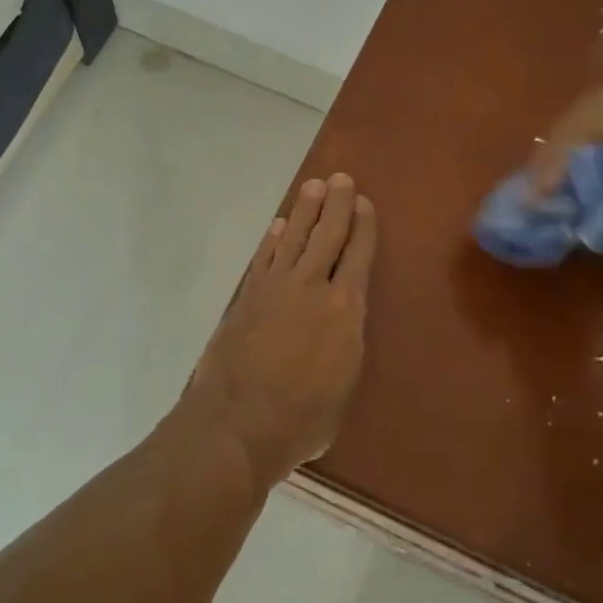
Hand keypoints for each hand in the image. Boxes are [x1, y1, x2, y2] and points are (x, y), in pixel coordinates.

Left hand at [186, 174, 377, 481]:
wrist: (238, 424)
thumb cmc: (302, 420)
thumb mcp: (343, 387)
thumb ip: (344, 349)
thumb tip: (338, 334)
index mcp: (345, 309)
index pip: (358, 255)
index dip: (363, 226)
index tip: (364, 203)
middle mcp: (312, 287)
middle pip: (327, 235)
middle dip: (337, 204)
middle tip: (341, 179)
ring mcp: (274, 288)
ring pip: (293, 238)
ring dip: (304, 211)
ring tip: (312, 188)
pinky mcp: (246, 297)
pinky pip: (263, 258)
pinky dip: (272, 239)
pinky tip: (278, 226)